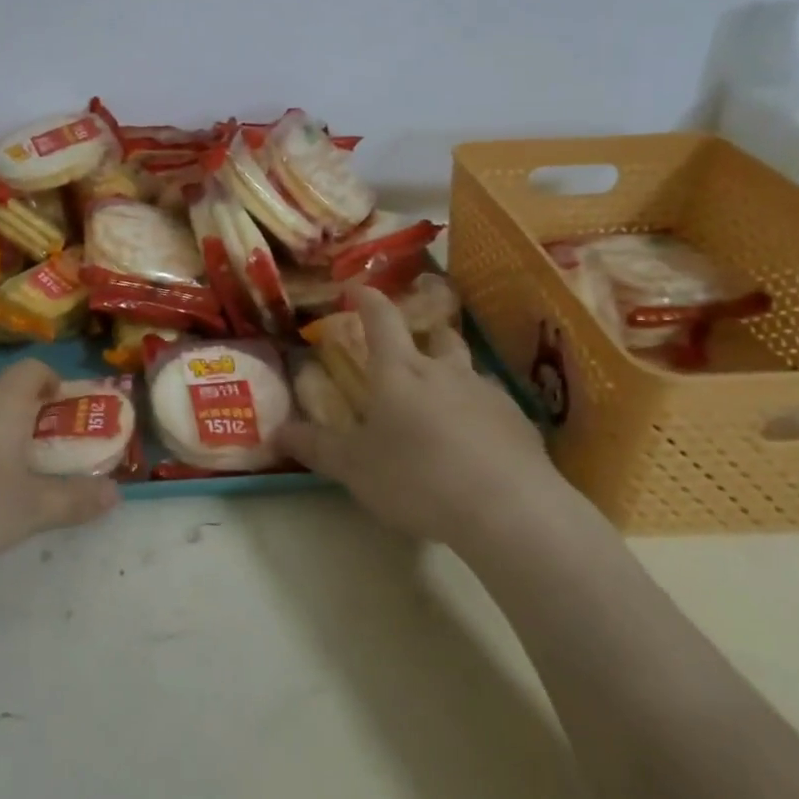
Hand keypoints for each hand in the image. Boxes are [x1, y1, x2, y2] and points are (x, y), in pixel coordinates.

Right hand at [279, 289, 566, 549]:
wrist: (508, 509)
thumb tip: (277, 431)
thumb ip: (316, 447)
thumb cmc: (417, 478)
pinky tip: (477, 444)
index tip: (358, 288)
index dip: (368, 299)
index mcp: (399, 371)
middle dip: (424, 334)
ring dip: (454, 375)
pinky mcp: (520, 423)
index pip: (381, 319)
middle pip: (437, 335)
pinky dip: (481, 413)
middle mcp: (445, 371)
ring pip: (469, 369)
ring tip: (444, 403)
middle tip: (412, 349)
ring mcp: (487, 394)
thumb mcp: (354, 468)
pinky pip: (495, 406)